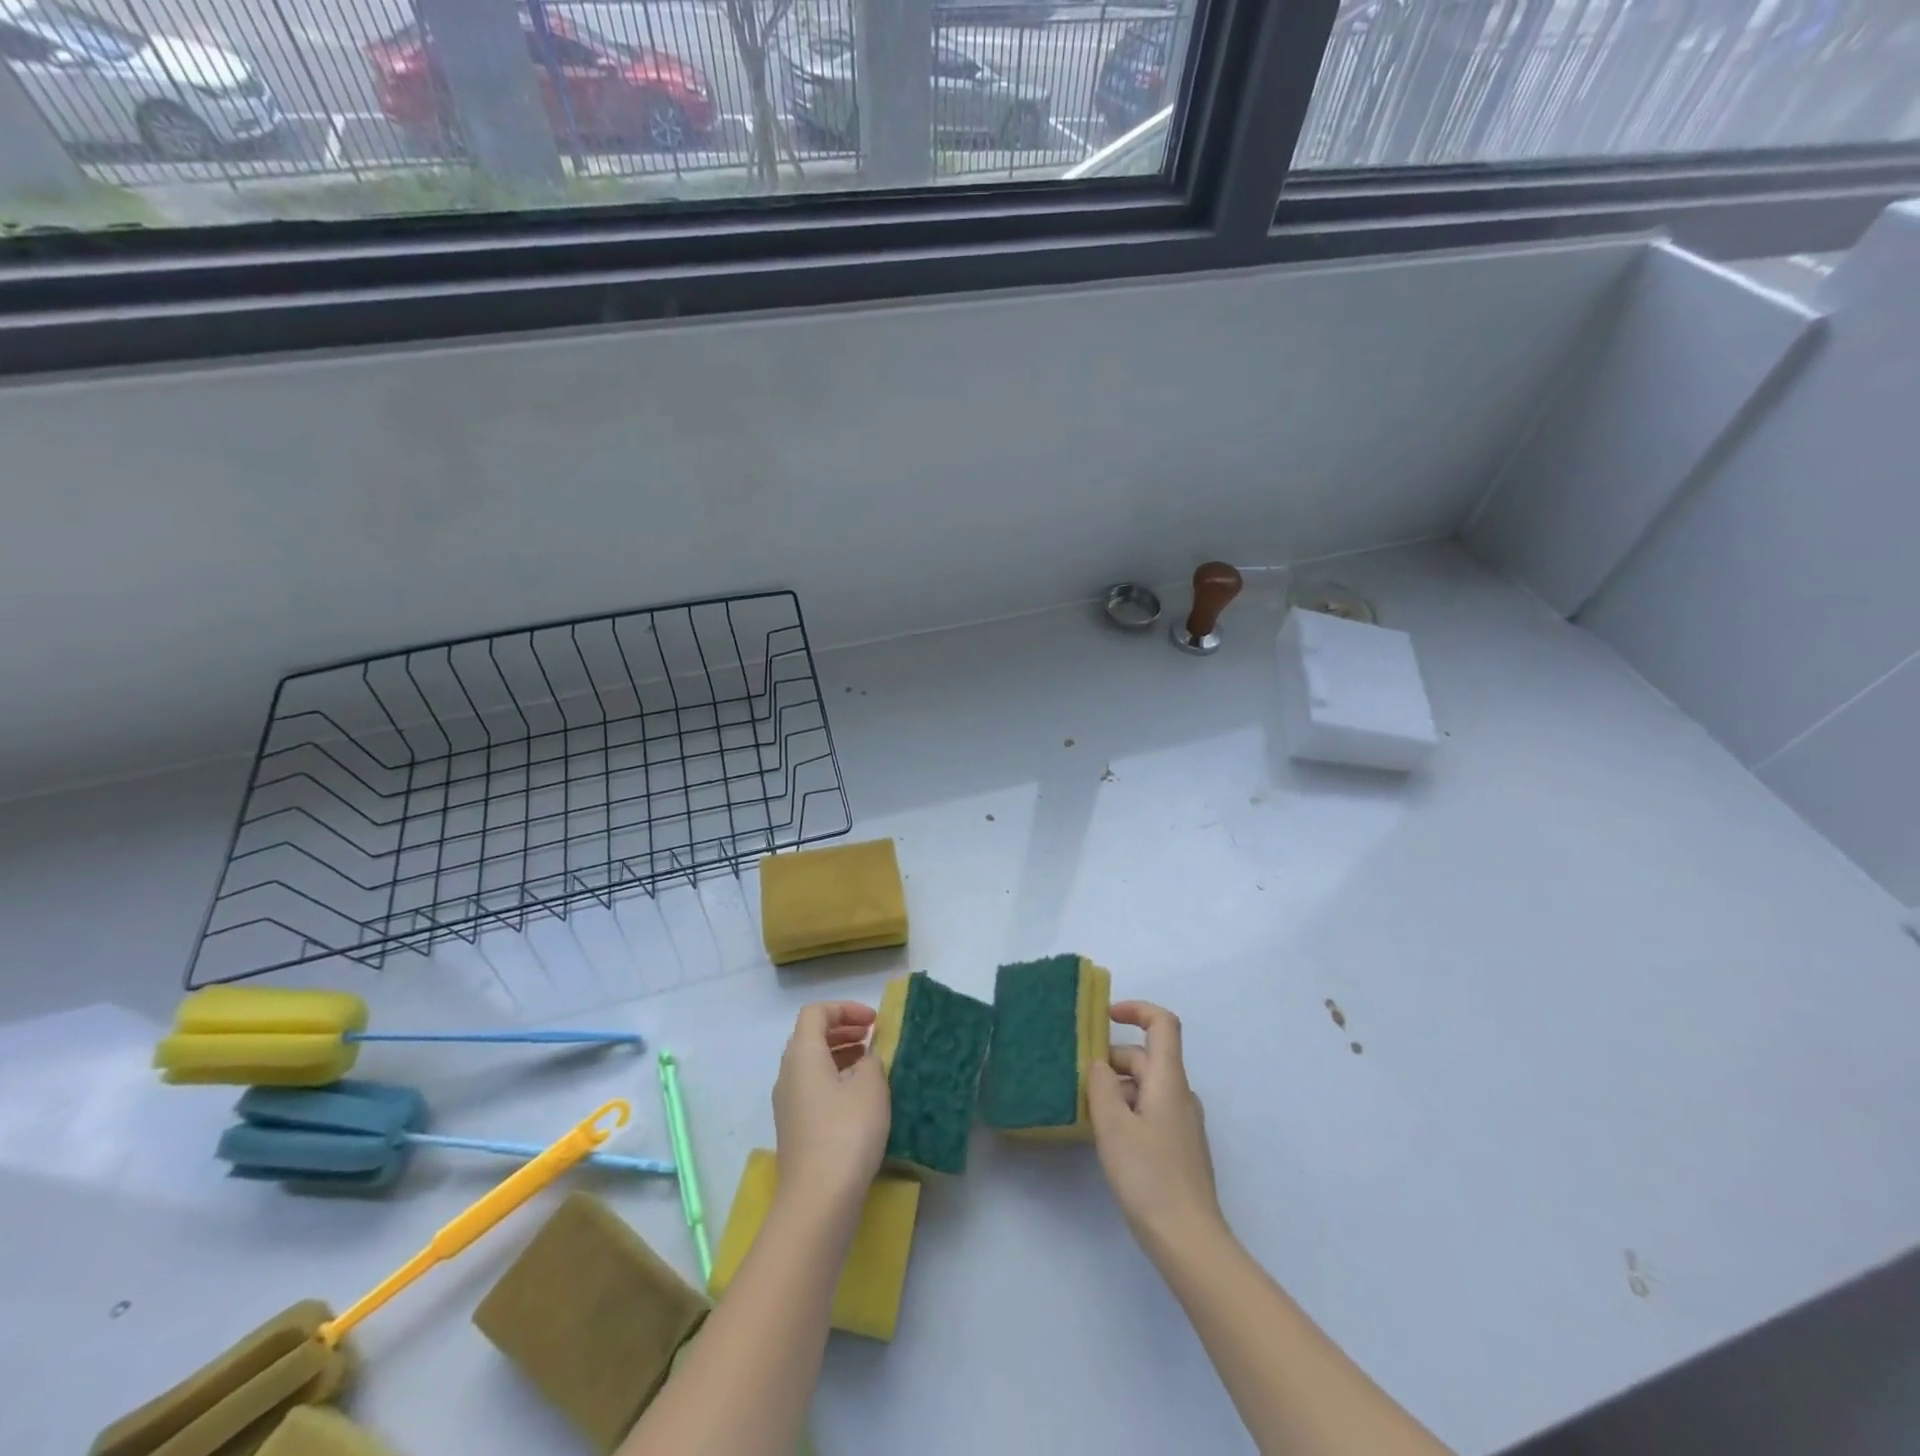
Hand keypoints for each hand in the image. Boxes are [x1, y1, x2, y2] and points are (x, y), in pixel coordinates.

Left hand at [772, 1001, 890, 1219]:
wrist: (818, 1200)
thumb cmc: (846, 1132)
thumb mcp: (870, 1087)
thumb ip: (872, 1061)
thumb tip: (866, 1059)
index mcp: (802, 1055)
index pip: (816, 1013)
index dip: (845, 1009)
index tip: (873, 1021)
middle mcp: (788, 1074)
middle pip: (810, 1036)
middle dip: (842, 1029)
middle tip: (872, 1036)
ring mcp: (788, 1104)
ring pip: (812, 1063)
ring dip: (840, 1054)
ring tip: (870, 1063)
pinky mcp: (795, 1129)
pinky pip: (813, 1088)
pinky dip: (835, 1079)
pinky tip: (860, 1098)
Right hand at [1088, 1000, 1223, 1251]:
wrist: (1189, 1240)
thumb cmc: (1149, 1176)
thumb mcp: (1113, 1125)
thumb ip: (1101, 1086)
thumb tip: (1098, 1064)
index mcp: (1169, 1080)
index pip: (1163, 1024)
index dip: (1136, 1009)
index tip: (1105, 1016)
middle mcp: (1181, 1094)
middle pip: (1147, 1057)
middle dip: (1112, 1061)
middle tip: (1079, 1081)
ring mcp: (1184, 1122)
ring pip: (1146, 1086)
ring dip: (1117, 1089)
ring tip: (1088, 1112)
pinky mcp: (1180, 1147)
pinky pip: (1151, 1110)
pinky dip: (1128, 1110)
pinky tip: (1109, 1138)